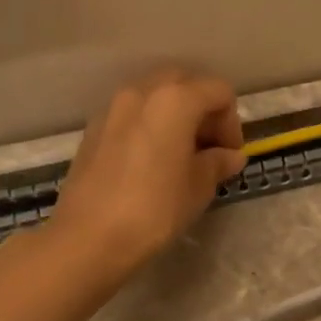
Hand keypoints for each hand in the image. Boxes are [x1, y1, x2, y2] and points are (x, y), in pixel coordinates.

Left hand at [48, 69, 246, 279]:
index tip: (229, 156)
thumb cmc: (154, 209)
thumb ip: (217, 163)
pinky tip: (150, 162)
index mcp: (175, 100)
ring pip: (155, 95)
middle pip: (185, 83)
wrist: (88, 237)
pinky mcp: (93, 128)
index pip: (218, 92)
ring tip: (179, 155)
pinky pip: (131, 114)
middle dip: (203, 110)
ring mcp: (113, 107)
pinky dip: (149, 125)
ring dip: (174, 115)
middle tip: (208, 148)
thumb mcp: (198, 188)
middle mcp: (142, 91)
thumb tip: (229, 156)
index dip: (232, 122)